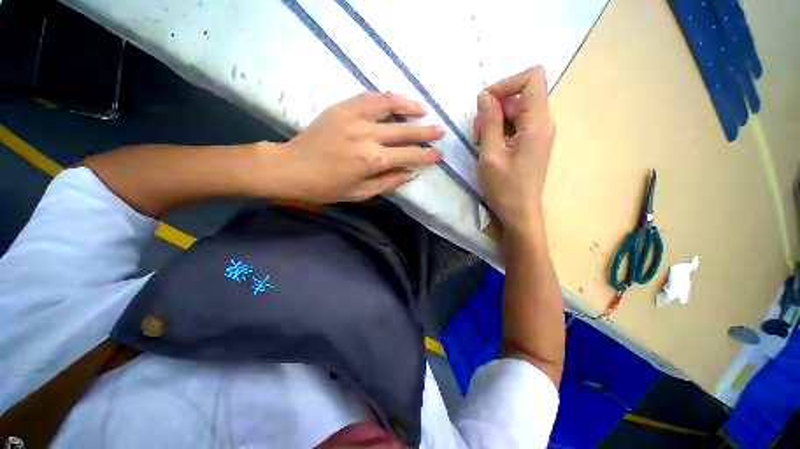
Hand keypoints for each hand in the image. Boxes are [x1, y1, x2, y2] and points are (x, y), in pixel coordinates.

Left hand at [262, 92, 443, 203]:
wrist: (291, 168)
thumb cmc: (326, 187)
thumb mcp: (360, 193)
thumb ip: (388, 182)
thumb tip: (410, 173)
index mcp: (373, 160)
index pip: (409, 155)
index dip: (427, 155)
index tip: (439, 154)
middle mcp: (367, 135)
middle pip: (405, 130)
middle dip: (426, 132)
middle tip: (440, 131)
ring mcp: (354, 117)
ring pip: (389, 104)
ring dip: (410, 106)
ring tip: (423, 110)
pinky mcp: (342, 107)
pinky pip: (369, 97)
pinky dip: (387, 97)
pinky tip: (395, 101)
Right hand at [474, 66, 555, 237]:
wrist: (520, 213)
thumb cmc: (505, 186)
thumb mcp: (491, 153)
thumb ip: (489, 121)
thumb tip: (485, 95)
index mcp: (538, 121)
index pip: (532, 77)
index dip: (507, 83)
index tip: (486, 103)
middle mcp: (543, 122)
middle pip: (520, 96)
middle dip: (495, 108)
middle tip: (477, 132)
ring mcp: (538, 134)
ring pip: (515, 112)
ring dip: (494, 122)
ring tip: (481, 143)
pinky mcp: (531, 144)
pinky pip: (516, 126)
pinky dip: (499, 131)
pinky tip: (489, 148)